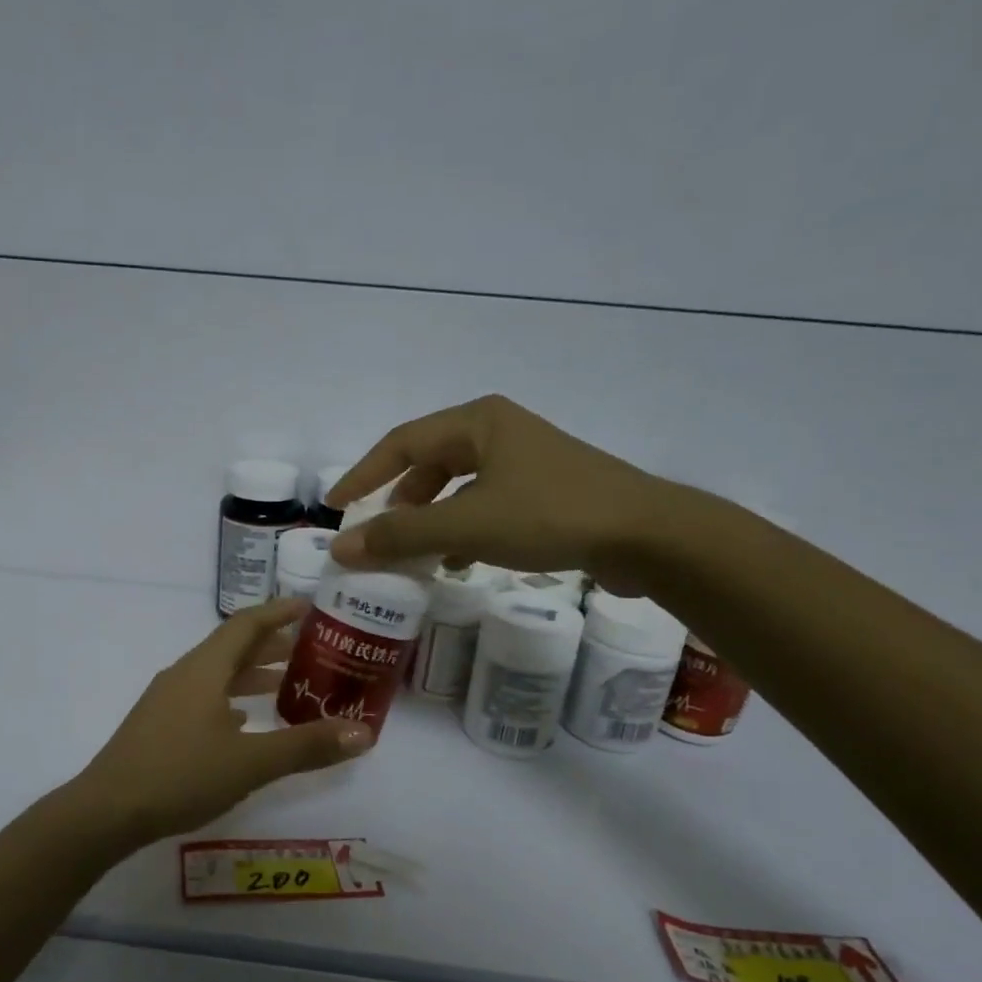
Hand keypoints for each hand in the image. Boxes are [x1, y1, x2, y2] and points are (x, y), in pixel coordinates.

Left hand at [70, 598, 372, 844]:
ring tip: (286, 686)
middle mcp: (184, 675)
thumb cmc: (181, 775)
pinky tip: (244, 723)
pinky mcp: (158, 726)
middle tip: (312, 651)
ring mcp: (166, 701)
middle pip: (232, 648)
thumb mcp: (251, 763)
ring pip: (217, 675)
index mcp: (205, 670)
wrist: (106, 812)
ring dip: (251, 675)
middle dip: (272, 646)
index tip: (310, 607)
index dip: (279, 612)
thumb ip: (306, 746)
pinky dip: (230, 701)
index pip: (247, 624)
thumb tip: (364, 733)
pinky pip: (202, 699)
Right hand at [326, 394, 677, 582]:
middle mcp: (498, 431)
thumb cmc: (548, 515)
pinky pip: (484, 504)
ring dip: (430, 518)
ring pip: (457, 486)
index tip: (335, 505)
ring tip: (413, 552)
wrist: (645, 534)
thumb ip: (400, 537)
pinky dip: (461, 529)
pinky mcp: (544, 490)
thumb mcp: (466, 525)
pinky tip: (458, 560)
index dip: (363, 474)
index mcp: (477, 421)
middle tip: (379, 534)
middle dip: (399, 500)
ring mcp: (525, 460)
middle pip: (429, 462)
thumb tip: (340, 548)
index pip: (401, 442)